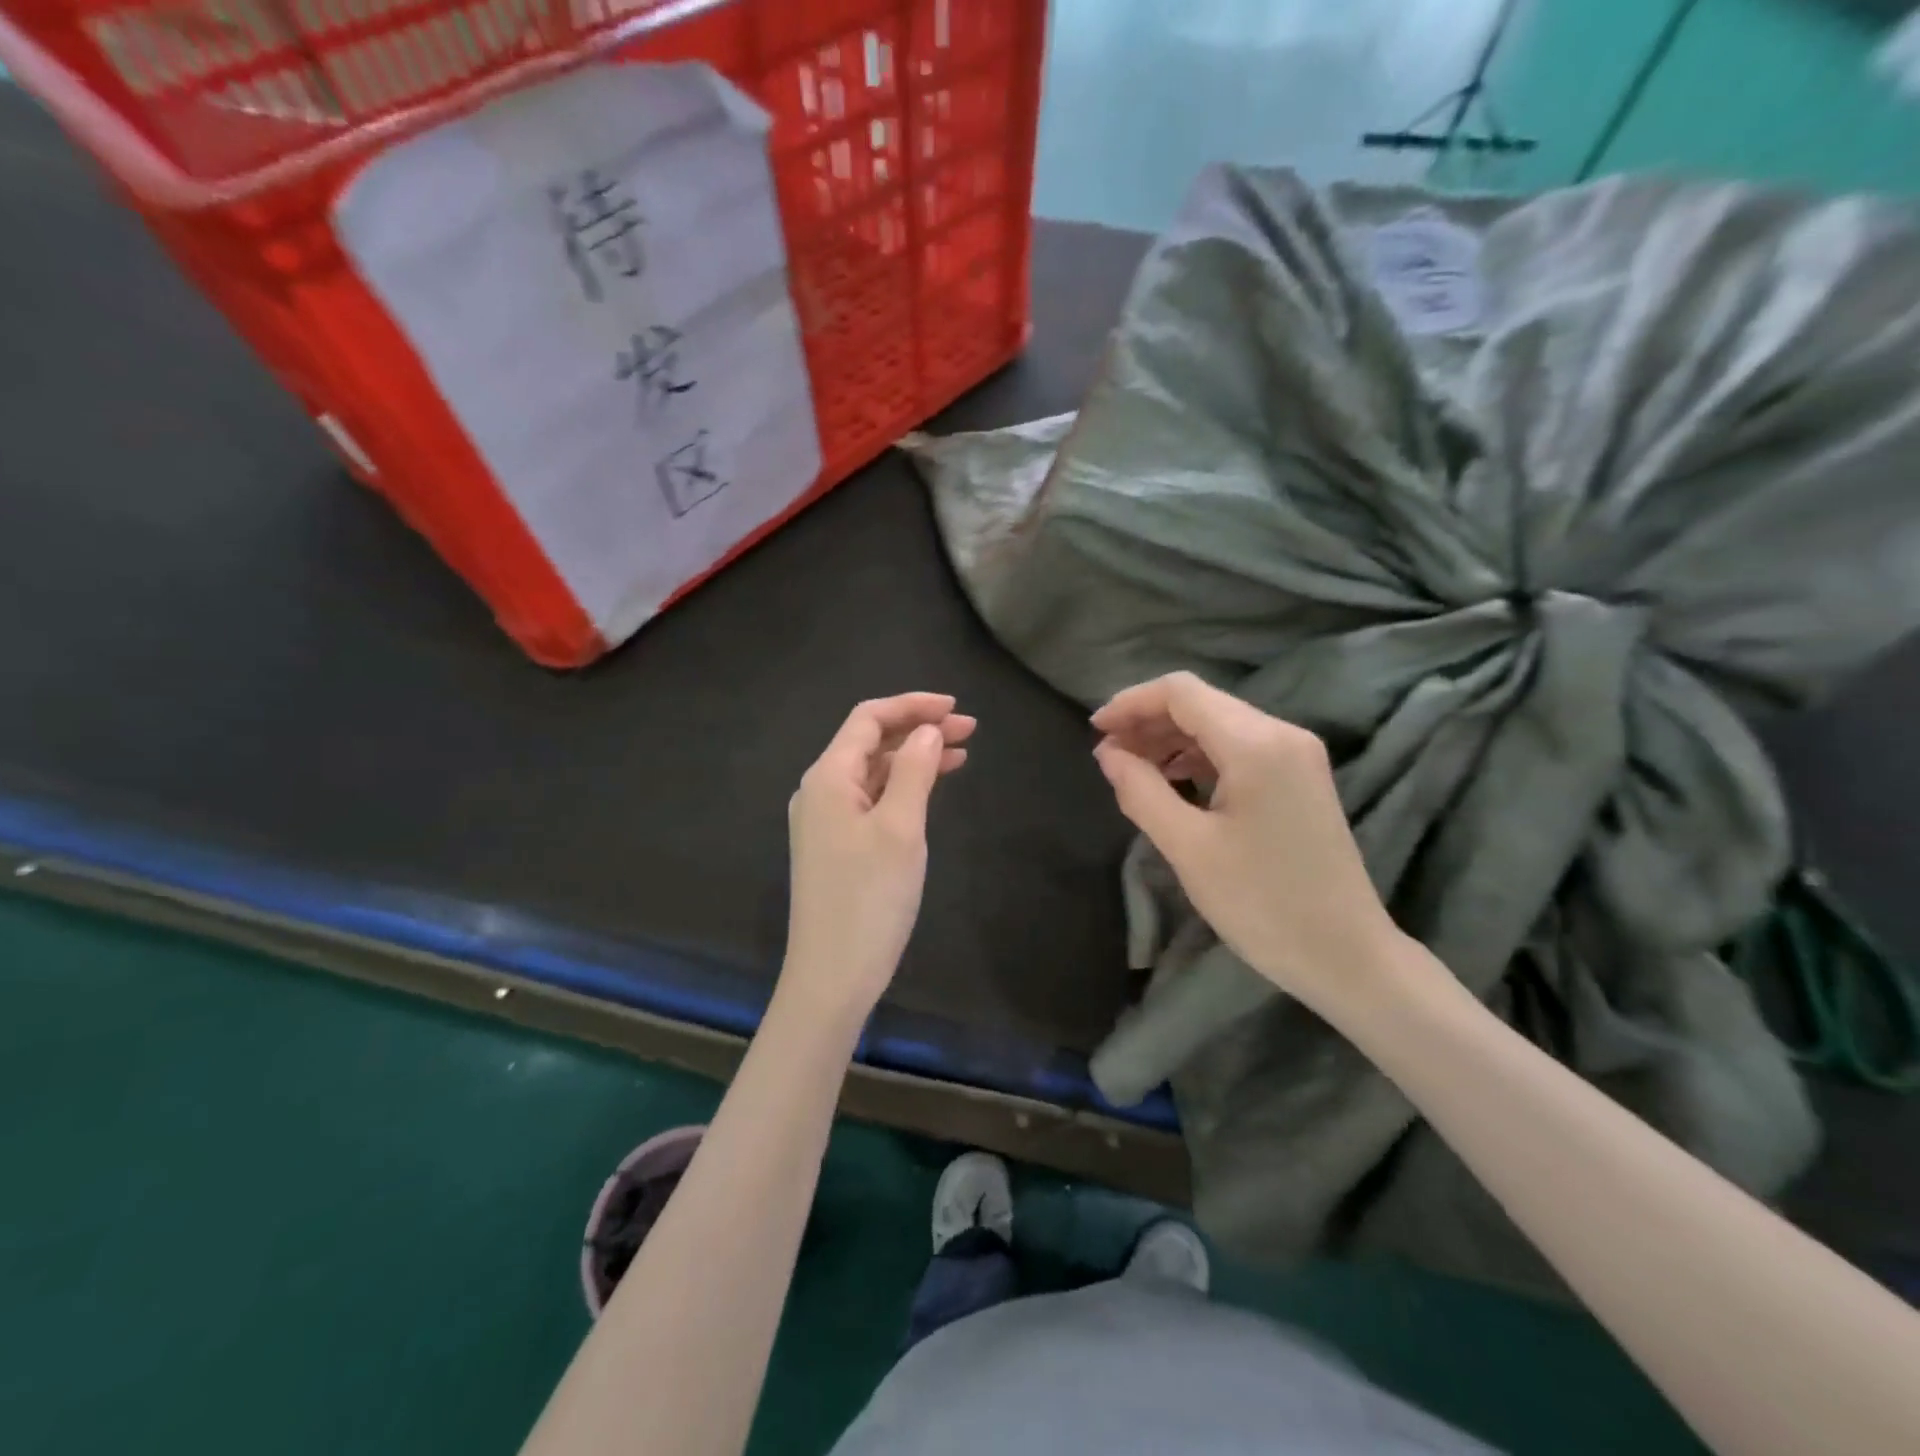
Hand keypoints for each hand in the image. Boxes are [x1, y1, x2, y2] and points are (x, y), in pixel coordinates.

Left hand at [782, 693, 973, 1025]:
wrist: (832, 976)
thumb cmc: (869, 899)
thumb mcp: (900, 828)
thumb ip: (914, 770)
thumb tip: (926, 730)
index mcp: (828, 777)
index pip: (868, 719)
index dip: (912, 706)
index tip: (956, 708)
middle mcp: (821, 791)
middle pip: (870, 742)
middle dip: (917, 729)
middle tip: (970, 729)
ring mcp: (826, 820)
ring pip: (874, 772)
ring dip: (913, 757)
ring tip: (960, 753)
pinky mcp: (837, 846)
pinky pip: (872, 800)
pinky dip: (903, 787)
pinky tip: (931, 788)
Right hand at [1091, 672, 1407, 1023]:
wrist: (1346, 955)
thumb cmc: (1262, 904)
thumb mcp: (1188, 848)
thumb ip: (1141, 790)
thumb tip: (1108, 753)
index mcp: (1256, 744)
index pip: (1181, 692)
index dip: (1131, 703)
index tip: (1094, 731)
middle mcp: (1282, 734)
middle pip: (1201, 703)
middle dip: (1148, 721)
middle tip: (1107, 756)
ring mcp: (1296, 755)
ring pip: (1219, 724)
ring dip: (1171, 739)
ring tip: (1132, 770)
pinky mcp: (1299, 778)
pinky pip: (1238, 748)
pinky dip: (1198, 756)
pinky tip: (1173, 781)